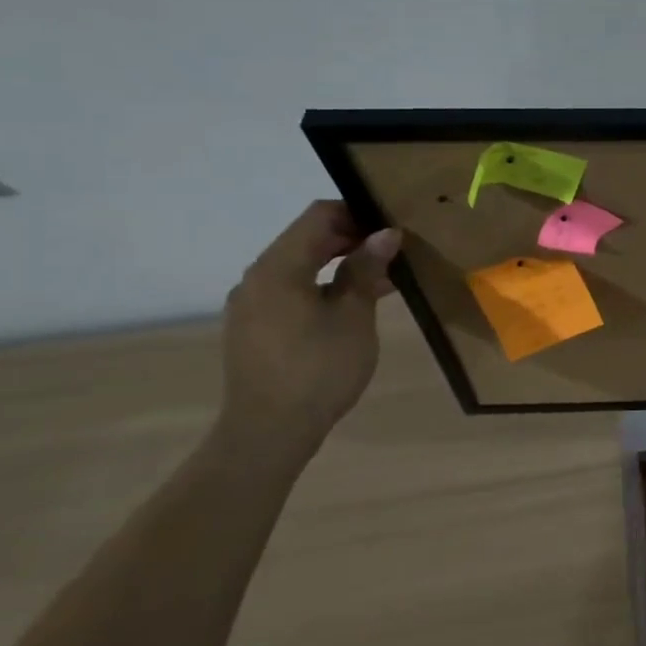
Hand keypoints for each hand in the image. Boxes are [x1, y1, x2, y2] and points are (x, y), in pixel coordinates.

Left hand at [218, 201, 401, 459]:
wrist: (269, 431)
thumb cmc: (319, 368)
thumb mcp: (354, 316)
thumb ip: (366, 269)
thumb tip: (385, 233)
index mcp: (278, 267)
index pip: (318, 216)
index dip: (358, 214)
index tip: (392, 229)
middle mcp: (257, 277)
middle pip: (306, 239)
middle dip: (351, 239)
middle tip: (394, 253)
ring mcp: (251, 304)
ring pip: (299, 266)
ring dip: (339, 264)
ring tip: (381, 281)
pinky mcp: (254, 327)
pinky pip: (291, 290)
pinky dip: (322, 286)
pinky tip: (352, 306)